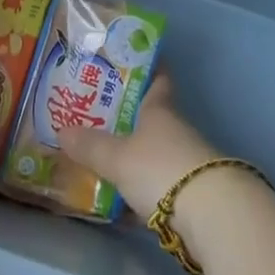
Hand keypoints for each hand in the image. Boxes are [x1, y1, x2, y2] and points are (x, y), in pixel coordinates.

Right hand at [56, 75, 220, 217]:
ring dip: (134, 156)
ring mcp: (186, 162)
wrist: (211, 215)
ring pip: (154, 152)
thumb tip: (62, 130)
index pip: (157, 80)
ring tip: (102, 159)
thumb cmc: (160, 168)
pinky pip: (158, 184)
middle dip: (128, 117)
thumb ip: (91, 146)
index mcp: (160, 110)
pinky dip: (141, 189)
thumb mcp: (118, 158)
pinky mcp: (190, 194)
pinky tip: (121, 202)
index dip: (147, 68)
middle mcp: (175, 130)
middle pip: (152, 118)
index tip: (133, 60)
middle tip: (96, 115)